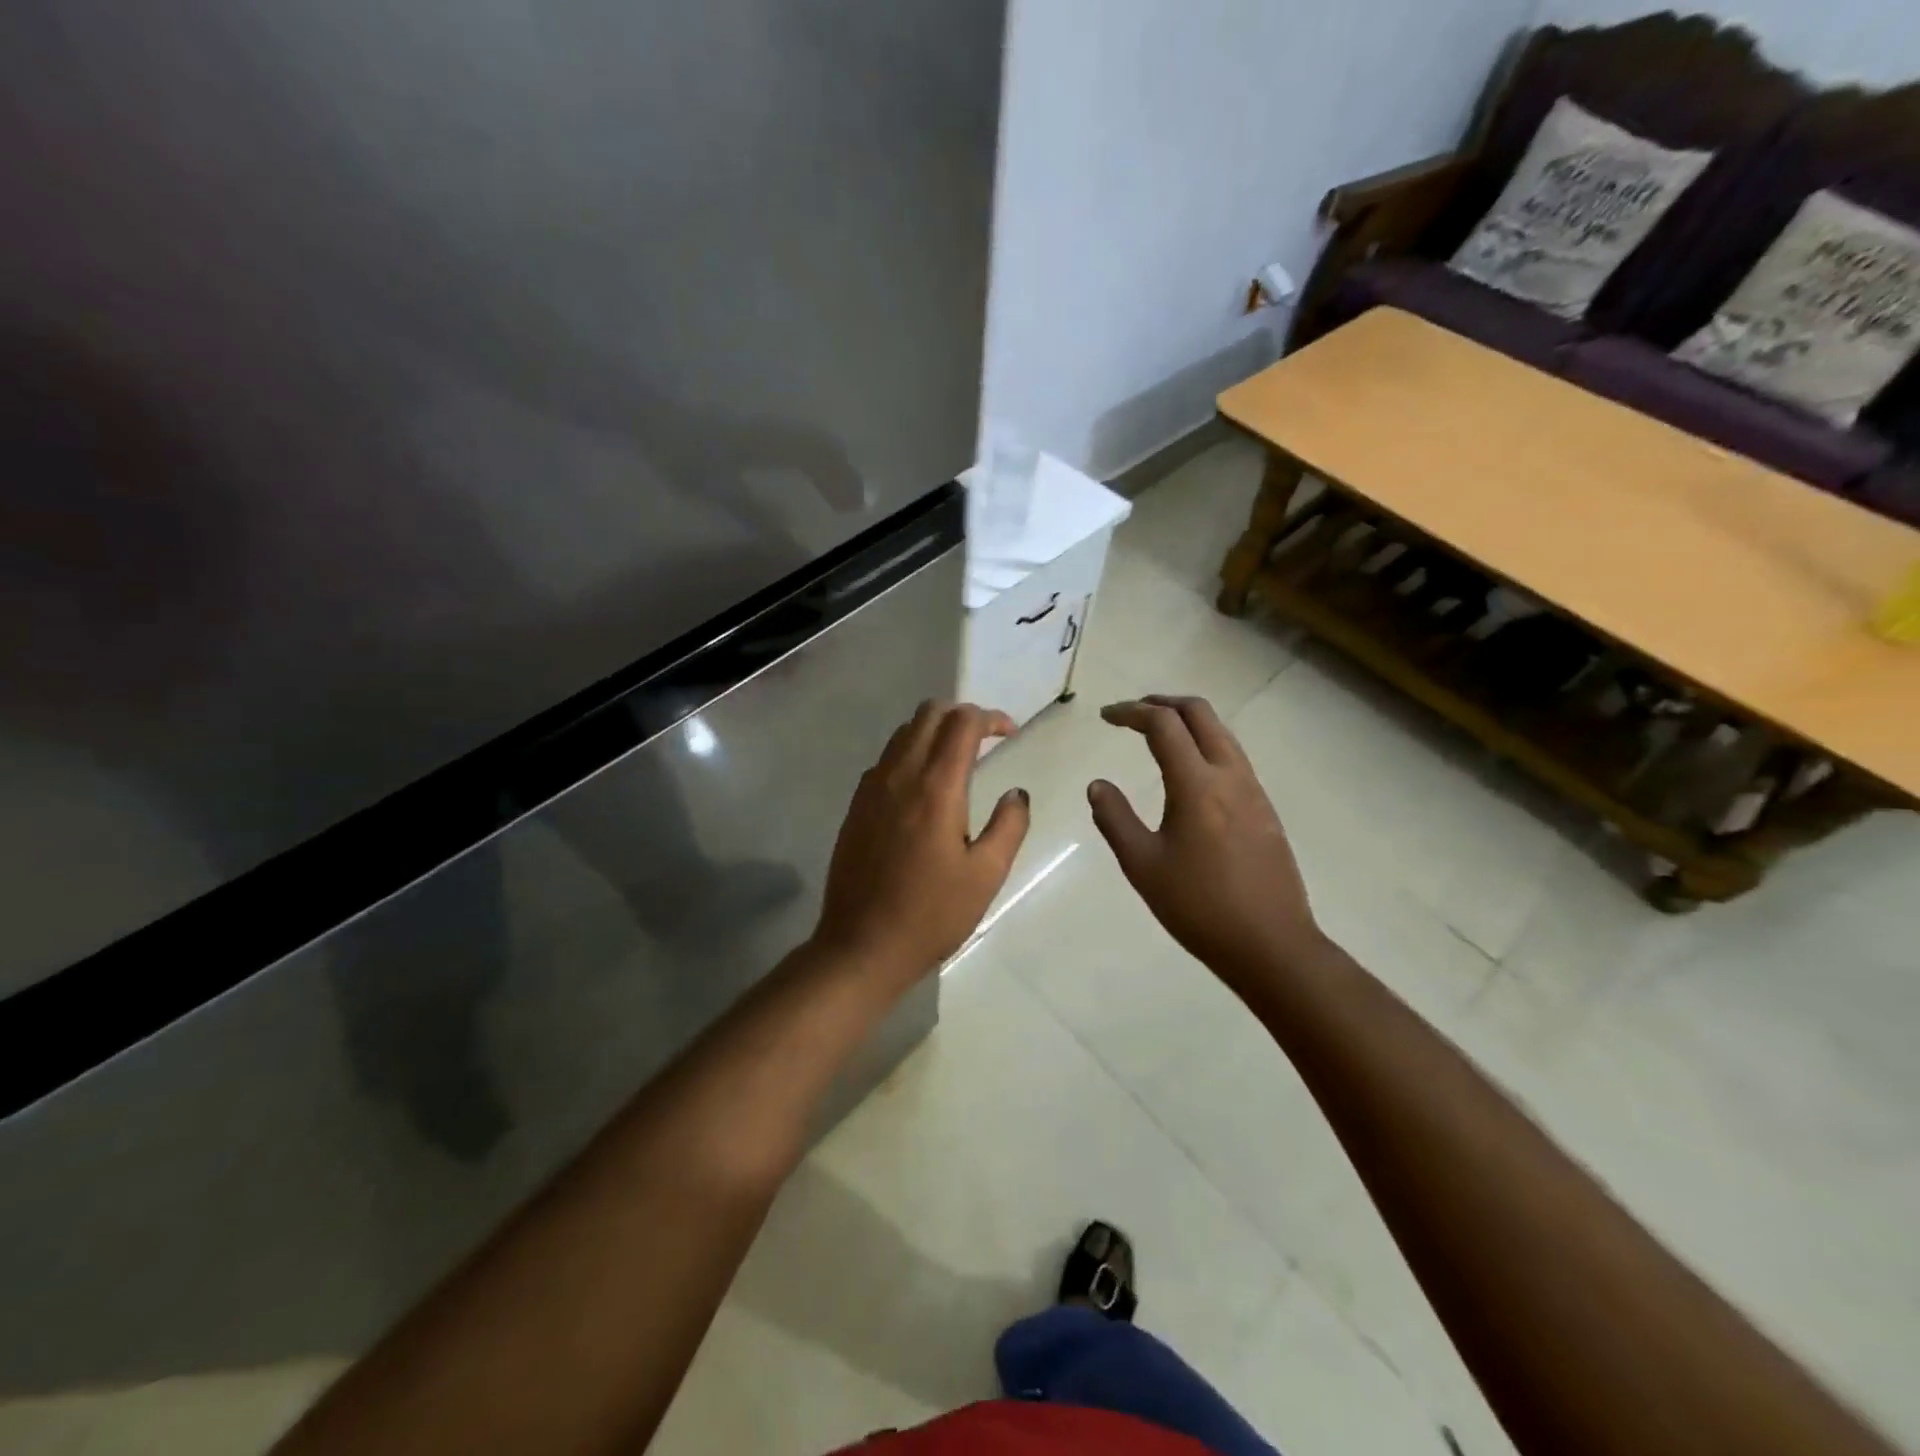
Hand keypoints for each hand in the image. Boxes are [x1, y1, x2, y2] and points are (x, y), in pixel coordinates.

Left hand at [812, 701, 1029, 988]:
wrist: (861, 945)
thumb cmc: (931, 914)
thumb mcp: (986, 875)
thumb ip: (1009, 826)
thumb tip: (1016, 793)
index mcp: (935, 788)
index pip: (962, 723)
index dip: (990, 717)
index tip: (1009, 733)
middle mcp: (899, 775)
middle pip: (928, 714)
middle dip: (961, 714)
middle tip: (985, 738)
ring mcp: (871, 788)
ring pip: (903, 733)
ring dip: (933, 731)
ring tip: (957, 758)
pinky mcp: (856, 806)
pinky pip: (885, 759)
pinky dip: (910, 753)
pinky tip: (923, 787)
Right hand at [1088, 695, 1322, 991]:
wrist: (1271, 944)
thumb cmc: (1198, 906)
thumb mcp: (1142, 865)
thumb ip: (1115, 819)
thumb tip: (1098, 784)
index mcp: (1196, 784)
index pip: (1163, 725)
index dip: (1131, 712)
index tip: (1106, 716)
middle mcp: (1230, 776)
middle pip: (1200, 714)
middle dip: (1163, 703)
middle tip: (1133, 713)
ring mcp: (1253, 791)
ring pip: (1221, 733)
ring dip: (1188, 722)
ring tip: (1158, 735)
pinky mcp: (1265, 810)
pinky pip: (1233, 757)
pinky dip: (1205, 745)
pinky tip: (1189, 773)